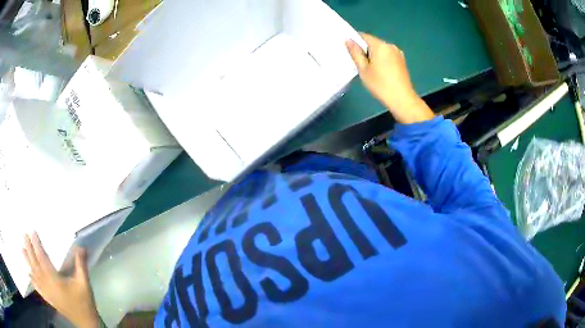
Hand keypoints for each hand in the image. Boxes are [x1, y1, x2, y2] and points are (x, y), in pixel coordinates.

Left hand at [23, 233, 100, 327]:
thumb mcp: (84, 283)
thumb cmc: (84, 302)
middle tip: (24, 235)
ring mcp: (47, 293)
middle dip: (29, 249)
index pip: (42, 258)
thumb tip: (80, 246)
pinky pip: (38, 288)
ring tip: (22, 249)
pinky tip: (29, 275)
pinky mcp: (49, 299)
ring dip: (28, 262)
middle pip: (35, 265)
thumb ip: (81, 265)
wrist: (86, 322)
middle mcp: (47, 285)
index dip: (36, 245)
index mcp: (54, 280)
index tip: (32, 232)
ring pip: (34, 275)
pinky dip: (33, 281)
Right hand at [346, 33, 434, 123]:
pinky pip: (388, 56)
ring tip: (370, 70)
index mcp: (380, 45)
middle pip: (373, 43)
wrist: (402, 99)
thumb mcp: (363, 69)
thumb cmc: (380, 84)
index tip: (350, 52)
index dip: (355, 41)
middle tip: (359, 64)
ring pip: (381, 50)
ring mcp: (398, 53)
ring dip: (374, 56)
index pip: (363, 36)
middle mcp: (390, 45)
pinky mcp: (402, 61)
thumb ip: (355, 53)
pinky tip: (380, 72)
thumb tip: (348, 40)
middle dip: (365, 50)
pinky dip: (382, 60)